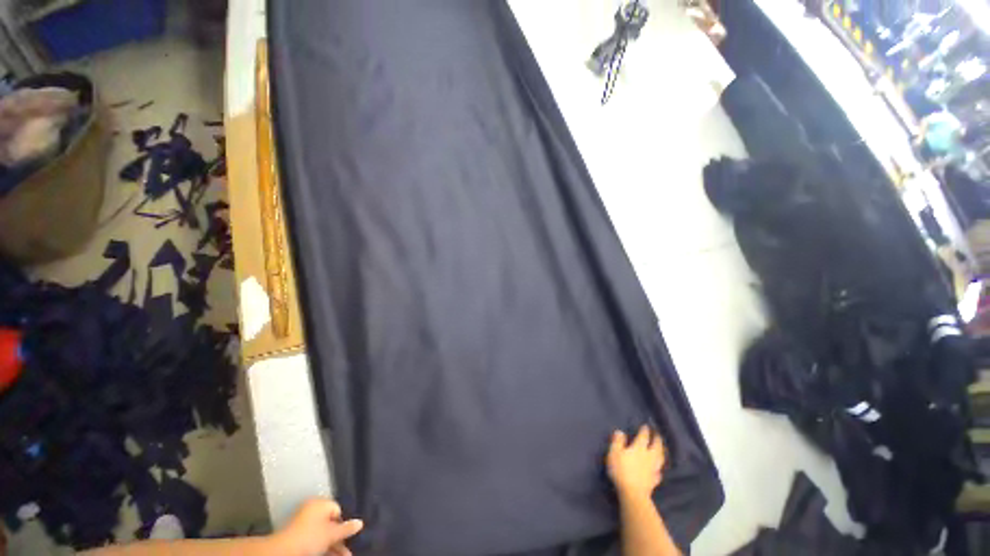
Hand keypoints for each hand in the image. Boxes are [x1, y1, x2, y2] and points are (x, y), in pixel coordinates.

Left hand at [272, 499, 362, 555]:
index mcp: (320, 503)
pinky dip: (322, 546)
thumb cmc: (310, 537)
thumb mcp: (332, 534)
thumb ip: (346, 528)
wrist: (283, 552)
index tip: (347, 536)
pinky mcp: (296, 535)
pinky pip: (314, 539)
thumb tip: (360, 522)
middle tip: (347, 551)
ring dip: (333, 545)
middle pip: (330, 523)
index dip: (343, 523)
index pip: (337, 510)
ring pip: (322, 533)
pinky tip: (329, 554)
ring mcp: (302, 523)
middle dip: (339, 537)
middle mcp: (311, 509)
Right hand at [607, 425, 665, 500]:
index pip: (644, 437)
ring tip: (661, 449)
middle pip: (656, 446)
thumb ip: (617, 441)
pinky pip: (658, 472)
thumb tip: (620, 431)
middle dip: (657, 439)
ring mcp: (653, 469)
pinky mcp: (654, 481)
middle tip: (658, 435)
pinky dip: (659, 469)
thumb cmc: (621, 470)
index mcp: (639, 448)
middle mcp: (649, 456)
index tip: (646, 426)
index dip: (645, 431)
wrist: (632, 493)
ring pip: (660, 458)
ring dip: (661, 452)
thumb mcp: (614, 452)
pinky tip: (658, 470)